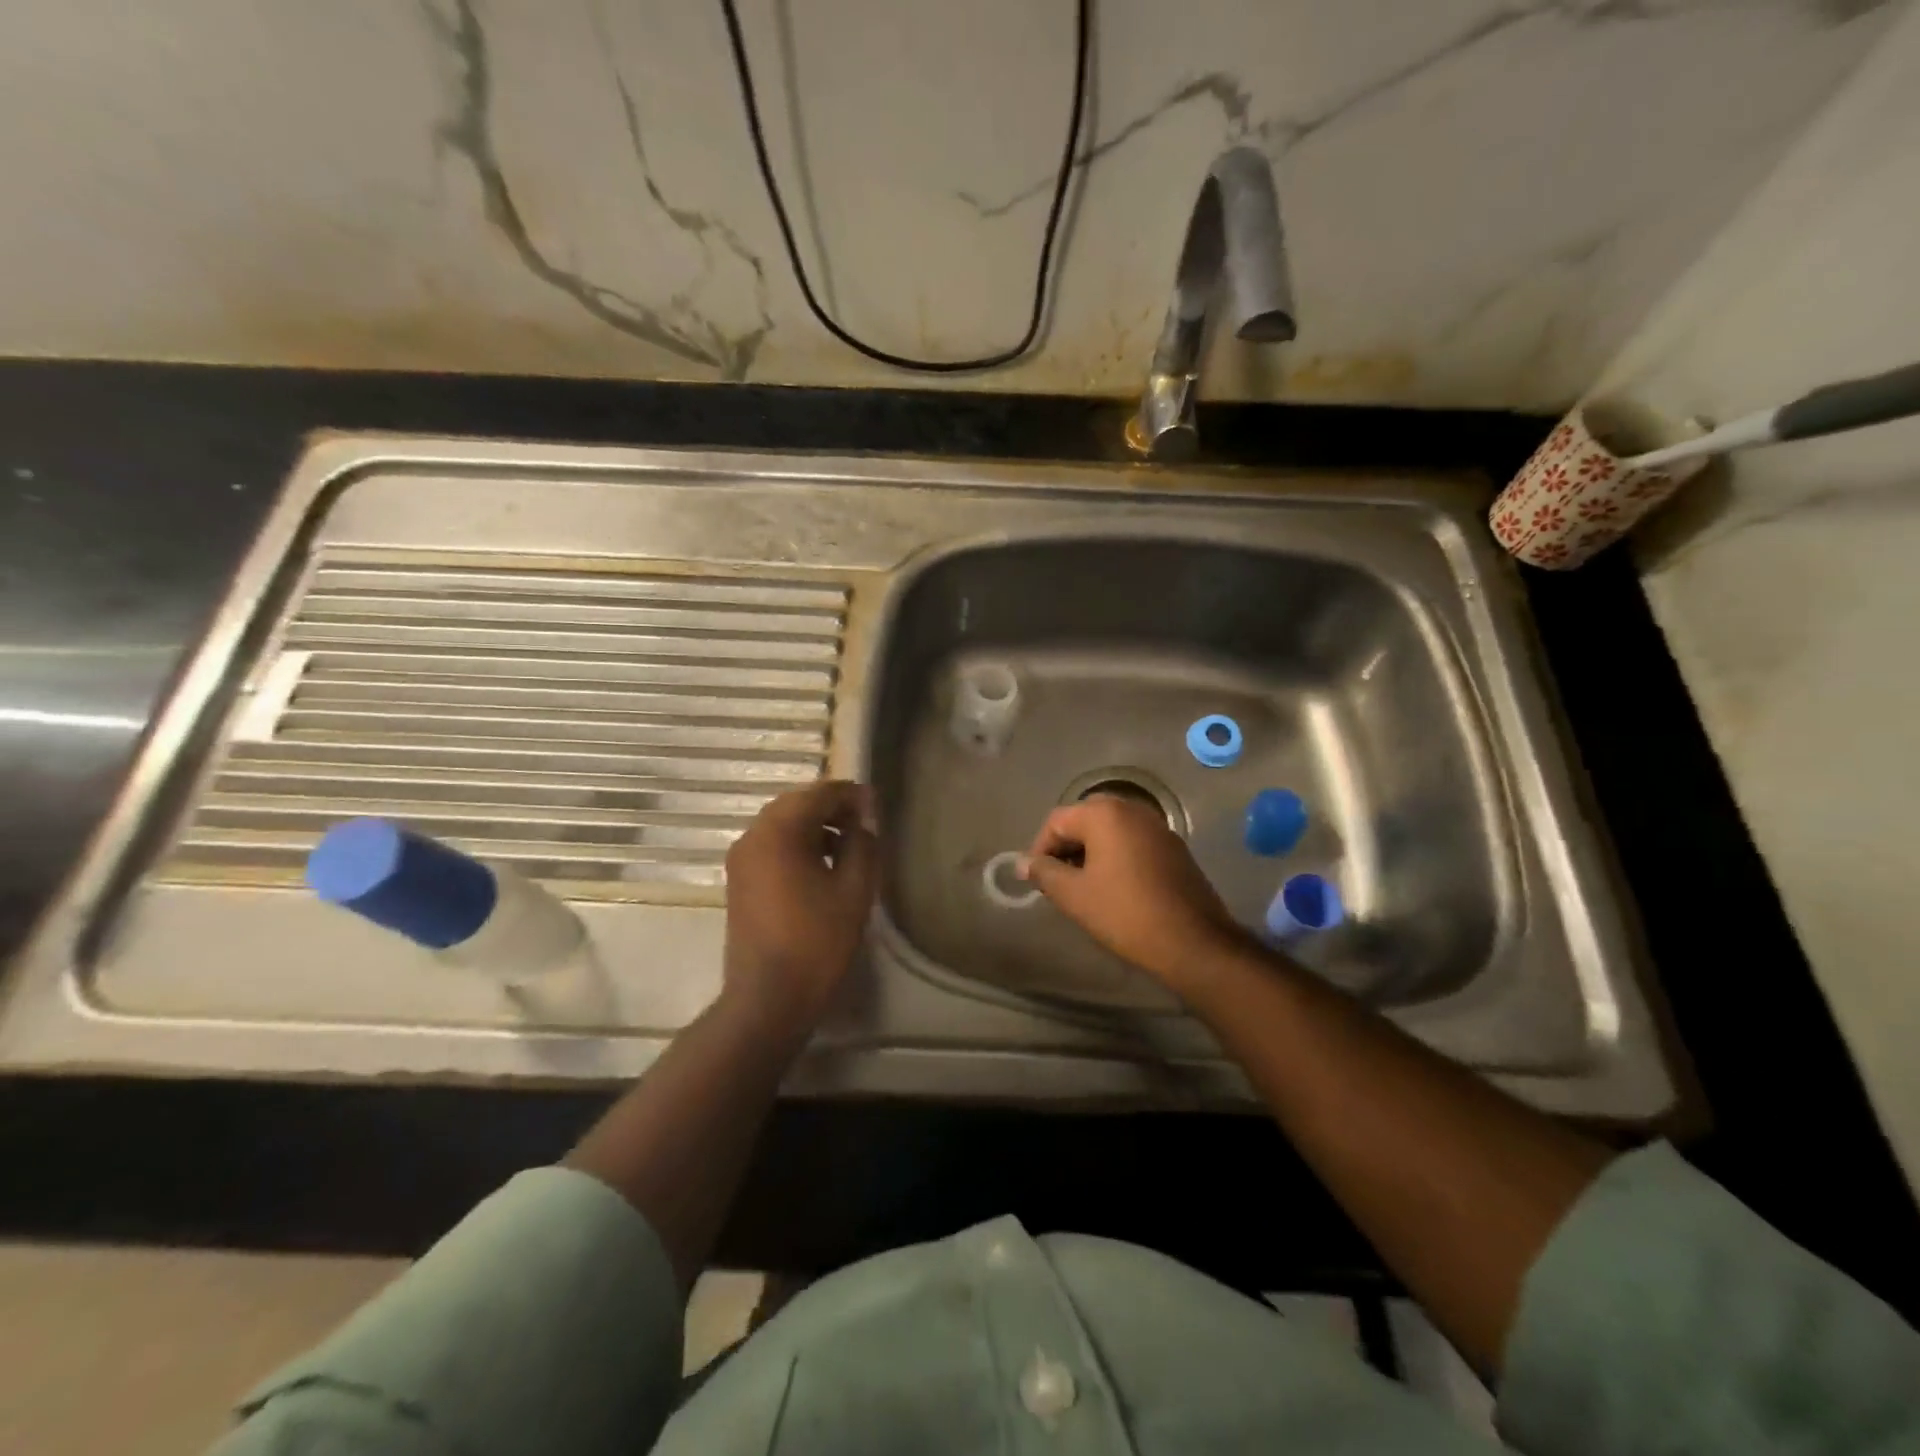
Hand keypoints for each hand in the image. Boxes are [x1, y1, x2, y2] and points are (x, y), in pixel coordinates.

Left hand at [722, 780, 878, 1036]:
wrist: (768, 999)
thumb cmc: (817, 942)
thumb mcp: (854, 890)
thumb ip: (862, 845)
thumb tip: (863, 822)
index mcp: (779, 832)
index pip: (818, 794)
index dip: (850, 795)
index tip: (876, 805)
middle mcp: (752, 836)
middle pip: (796, 804)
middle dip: (830, 807)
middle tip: (864, 822)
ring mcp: (741, 859)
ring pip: (781, 824)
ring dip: (814, 825)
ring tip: (847, 845)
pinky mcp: (739, 881)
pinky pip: (771, 845)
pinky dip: (797, 843)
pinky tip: (821, 865)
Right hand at [1022, 793, 1248, 993]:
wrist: (1192, 942)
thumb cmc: (1125, 914)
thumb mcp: (1074, 896)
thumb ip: (1045, 873)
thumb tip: (1024, 863)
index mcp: (1105, 814)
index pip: (1057, 821)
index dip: (1040, 849)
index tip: (1038, 881)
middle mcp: (1132, 809)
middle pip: (1084, 820)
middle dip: (1066, 847)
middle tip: (1059, 881)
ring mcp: (1157, 826)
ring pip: (1110, 830)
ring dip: (1091, 852)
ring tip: (1084, 886)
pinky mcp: (1174, 846)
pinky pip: (1133, 841)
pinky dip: (1116, 856)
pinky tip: (1115, 887)